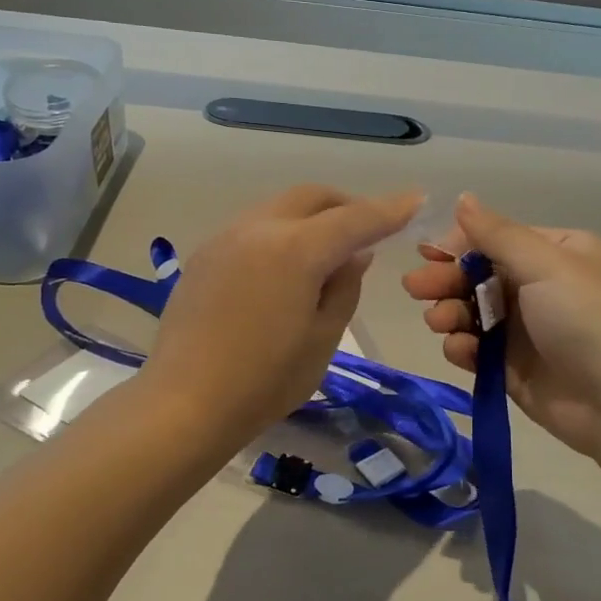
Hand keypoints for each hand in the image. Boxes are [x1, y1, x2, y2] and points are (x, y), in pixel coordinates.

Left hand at [142, 184, 421, 442]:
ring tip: (327, 250)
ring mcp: (226, 237)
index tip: (415, 200)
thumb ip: (344, 286)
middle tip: (369, 229)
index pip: (355, 219)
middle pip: (312, 197)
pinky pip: (254, 227)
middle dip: (347, 205)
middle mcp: (259, 228)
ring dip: (312, 217)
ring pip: (280, 207)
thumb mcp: (324, 338)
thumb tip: (355, 255)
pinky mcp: (205, 254)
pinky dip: (282, 232)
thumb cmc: (265, 380)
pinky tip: (286, 266)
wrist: (184, 402)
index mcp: (296, 249)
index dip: (389, 209)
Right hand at [402, 193, 600, 462]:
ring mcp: (525, 329)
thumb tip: (462, 197)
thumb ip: (497, 234)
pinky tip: (460, 349)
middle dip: (446, 280)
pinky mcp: (513, 367)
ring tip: (439, 322)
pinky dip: (463, 346)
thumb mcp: (545, 264)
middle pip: (478, 275)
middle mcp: (540, 286)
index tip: (427, 254)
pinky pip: (477, 348)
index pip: (496, 239)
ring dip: (449, 313)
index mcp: (556, 253)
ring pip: (472, 312)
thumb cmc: (587, 318)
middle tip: (415, 287)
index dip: (459, 245)